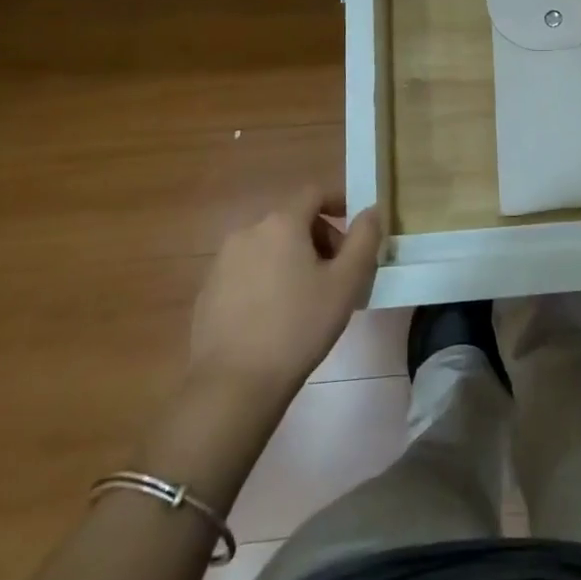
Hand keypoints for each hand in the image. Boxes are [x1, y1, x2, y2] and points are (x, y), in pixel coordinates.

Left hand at [185, 189, 380, 404]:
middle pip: (291, 220)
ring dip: (292, 259)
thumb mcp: (346, 283)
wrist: (233, 385)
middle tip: (338, 272)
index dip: (339, 202)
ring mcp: (222, 262)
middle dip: (319, 237)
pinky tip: (275, 316)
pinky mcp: (208, 292)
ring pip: (268, 246)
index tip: (356, 227)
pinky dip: (266, 280)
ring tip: (308, 297)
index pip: (314, 193)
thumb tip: (372, 210)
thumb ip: (364, 239)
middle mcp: (247, 232)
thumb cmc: (298, 327)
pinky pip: (246, 272)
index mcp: (281, 223)